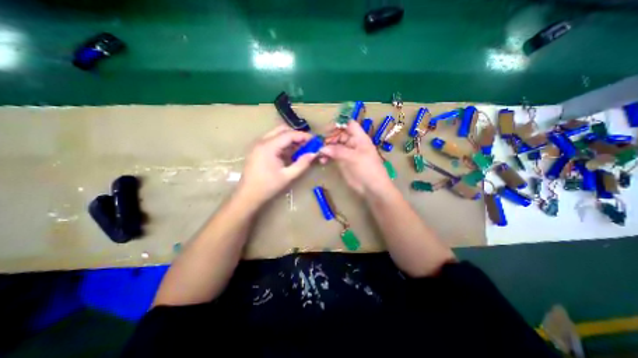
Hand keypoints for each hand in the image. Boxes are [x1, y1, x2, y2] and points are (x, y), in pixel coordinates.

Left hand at [237, 126, 315, 204]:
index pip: (289, 134)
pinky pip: (272, 141)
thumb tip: (313, 154)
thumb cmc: (268, 186)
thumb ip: (302, 164)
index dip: (303, 136)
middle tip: (307, 144)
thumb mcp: (288, 176)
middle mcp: (261, 141)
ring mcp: (258, 145)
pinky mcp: (257, 149)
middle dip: (296, 135)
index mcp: (268, 147)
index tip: (314, 141)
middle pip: (282, 130)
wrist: (248, 195)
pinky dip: (283, 144)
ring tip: (301, 149)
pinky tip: (290, 153)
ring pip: (277, 134)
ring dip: (289, 139)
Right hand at [322, 121, 391, 196]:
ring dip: (326, 148)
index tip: (326, 130)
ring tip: (319, 155)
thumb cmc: (367, 169)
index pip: (348, 125)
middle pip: (338, 135)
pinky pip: (333, 155)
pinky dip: (327, 157)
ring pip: (334, 145)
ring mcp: (347, 153)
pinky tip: (322, 161)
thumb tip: (321, 148)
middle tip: (320, 145)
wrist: (372, 187)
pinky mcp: (343, 162)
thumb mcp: (353, 158)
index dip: (338, 125)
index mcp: (359, 138)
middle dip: (329, 138)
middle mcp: (352, 143)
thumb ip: (337, 151)